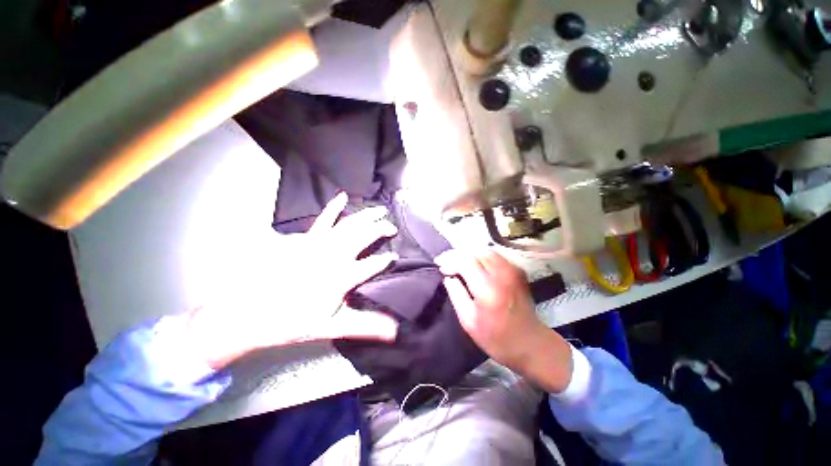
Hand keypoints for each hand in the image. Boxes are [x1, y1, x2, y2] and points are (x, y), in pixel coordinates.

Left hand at [189, 193, 400, 368]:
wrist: (252, 312)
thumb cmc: (294, 320)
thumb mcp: (333, 326)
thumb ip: (366, 325)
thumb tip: (394, 330)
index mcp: (343, 276)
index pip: (374, 264)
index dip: (386, 260)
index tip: (395, 258)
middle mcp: (335, 255)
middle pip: (364, 236)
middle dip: (381, 230)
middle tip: (393, 228)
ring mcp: (320, 244)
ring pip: (350, 224)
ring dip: (367, 216)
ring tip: (381, 210)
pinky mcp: (306, 239)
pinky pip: (324, 219)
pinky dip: (334, 207)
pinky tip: (342, 197)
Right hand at [436, 249, 572, 392]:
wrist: (531, 343)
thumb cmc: (496, 338)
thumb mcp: (468, 321)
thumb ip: (456, 294)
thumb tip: (447, 276)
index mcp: (488, 288)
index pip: (465, 261)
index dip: (449, 260)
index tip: (440, 266)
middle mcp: (502, 273)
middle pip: (475, 251)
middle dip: (456, 254)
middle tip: (445, 262)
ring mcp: (513, 269)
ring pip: (485, 250)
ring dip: (468, 253)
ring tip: (456, 262)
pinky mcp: (518, 270)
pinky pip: (494, 255)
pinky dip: (480, 256)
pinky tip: (473, 264)